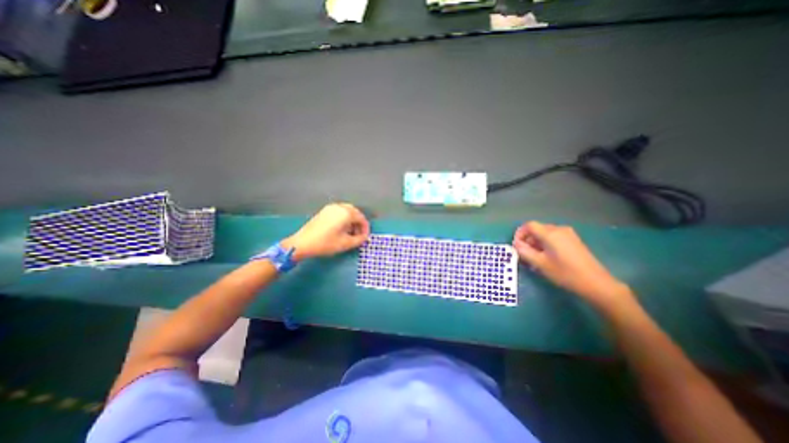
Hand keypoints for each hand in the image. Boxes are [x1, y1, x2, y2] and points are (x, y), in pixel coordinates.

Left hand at [282, 203, 372, 260]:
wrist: (302, 243)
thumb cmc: (326, 243)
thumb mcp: (346, 243)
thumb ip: (359, 239)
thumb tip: (364, 237)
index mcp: (346, 213)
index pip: (361, 218)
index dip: (365, 228)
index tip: (365, 237)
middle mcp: (339, 207)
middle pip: (355, 213)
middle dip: (359, 224)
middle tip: (359, 235)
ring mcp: (330, 208)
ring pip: (347, 212)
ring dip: (352, 221)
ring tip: (351, 233)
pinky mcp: (324, 211)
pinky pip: (339, 212)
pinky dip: (344, 219)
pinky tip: (342, 229)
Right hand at [511, 220, 633, 309]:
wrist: (596, 283)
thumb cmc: (565, 273)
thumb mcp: (539, 263)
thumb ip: (524, 251)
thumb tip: (516, 244)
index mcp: (550, 233)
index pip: (529, 225)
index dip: (519, 234)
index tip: (516, 246)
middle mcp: (559, 229)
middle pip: (537, 229)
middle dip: (527, 240)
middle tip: (524, 255)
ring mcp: (568, 234)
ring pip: (545, 234)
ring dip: (536, 243)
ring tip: (534, 258)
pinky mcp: (573, 241)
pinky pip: (554, 238)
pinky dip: (545, 245)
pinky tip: (546, 258)